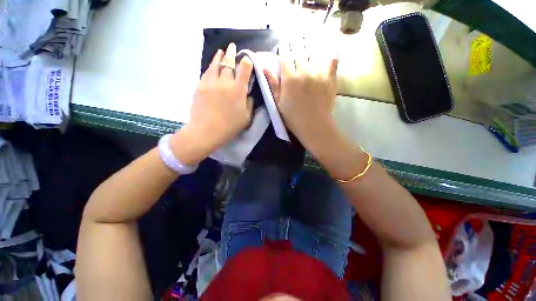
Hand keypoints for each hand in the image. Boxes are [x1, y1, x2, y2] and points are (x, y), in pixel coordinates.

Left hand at [172, 43, 253, 164]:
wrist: (206, 131)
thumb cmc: (230, 127)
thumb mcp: (246, 118)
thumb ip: (250, 104)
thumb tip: (248, 95)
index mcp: (238, 90)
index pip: (244, 69)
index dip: (247, 62)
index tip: (247, 59)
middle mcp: (225, 82)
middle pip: (228, 62)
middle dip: (232, 53)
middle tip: (232, 46)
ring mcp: (211, 82)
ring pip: (216, 64)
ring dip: (219, 56)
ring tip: (221, 51)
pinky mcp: (200, 86)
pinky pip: (207, 72)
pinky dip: (211, 66)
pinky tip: (212, 65)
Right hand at [264, 43, 337, 146]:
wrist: (313, 126)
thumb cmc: (293, 117)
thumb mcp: (278, 103)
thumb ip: (273, 84)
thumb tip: (264, 68)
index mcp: (289, 79)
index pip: (285, 56)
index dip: (283, 49)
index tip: (283, 47)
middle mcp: (304, 72)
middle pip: (299, 51)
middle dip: (295, 44)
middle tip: (294, 42)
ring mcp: (319, 74)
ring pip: (314, 53)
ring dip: (310, 48)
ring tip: (308, 47)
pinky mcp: (330, 78)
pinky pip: (330, 61)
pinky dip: (327, 56)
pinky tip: (325, 55)